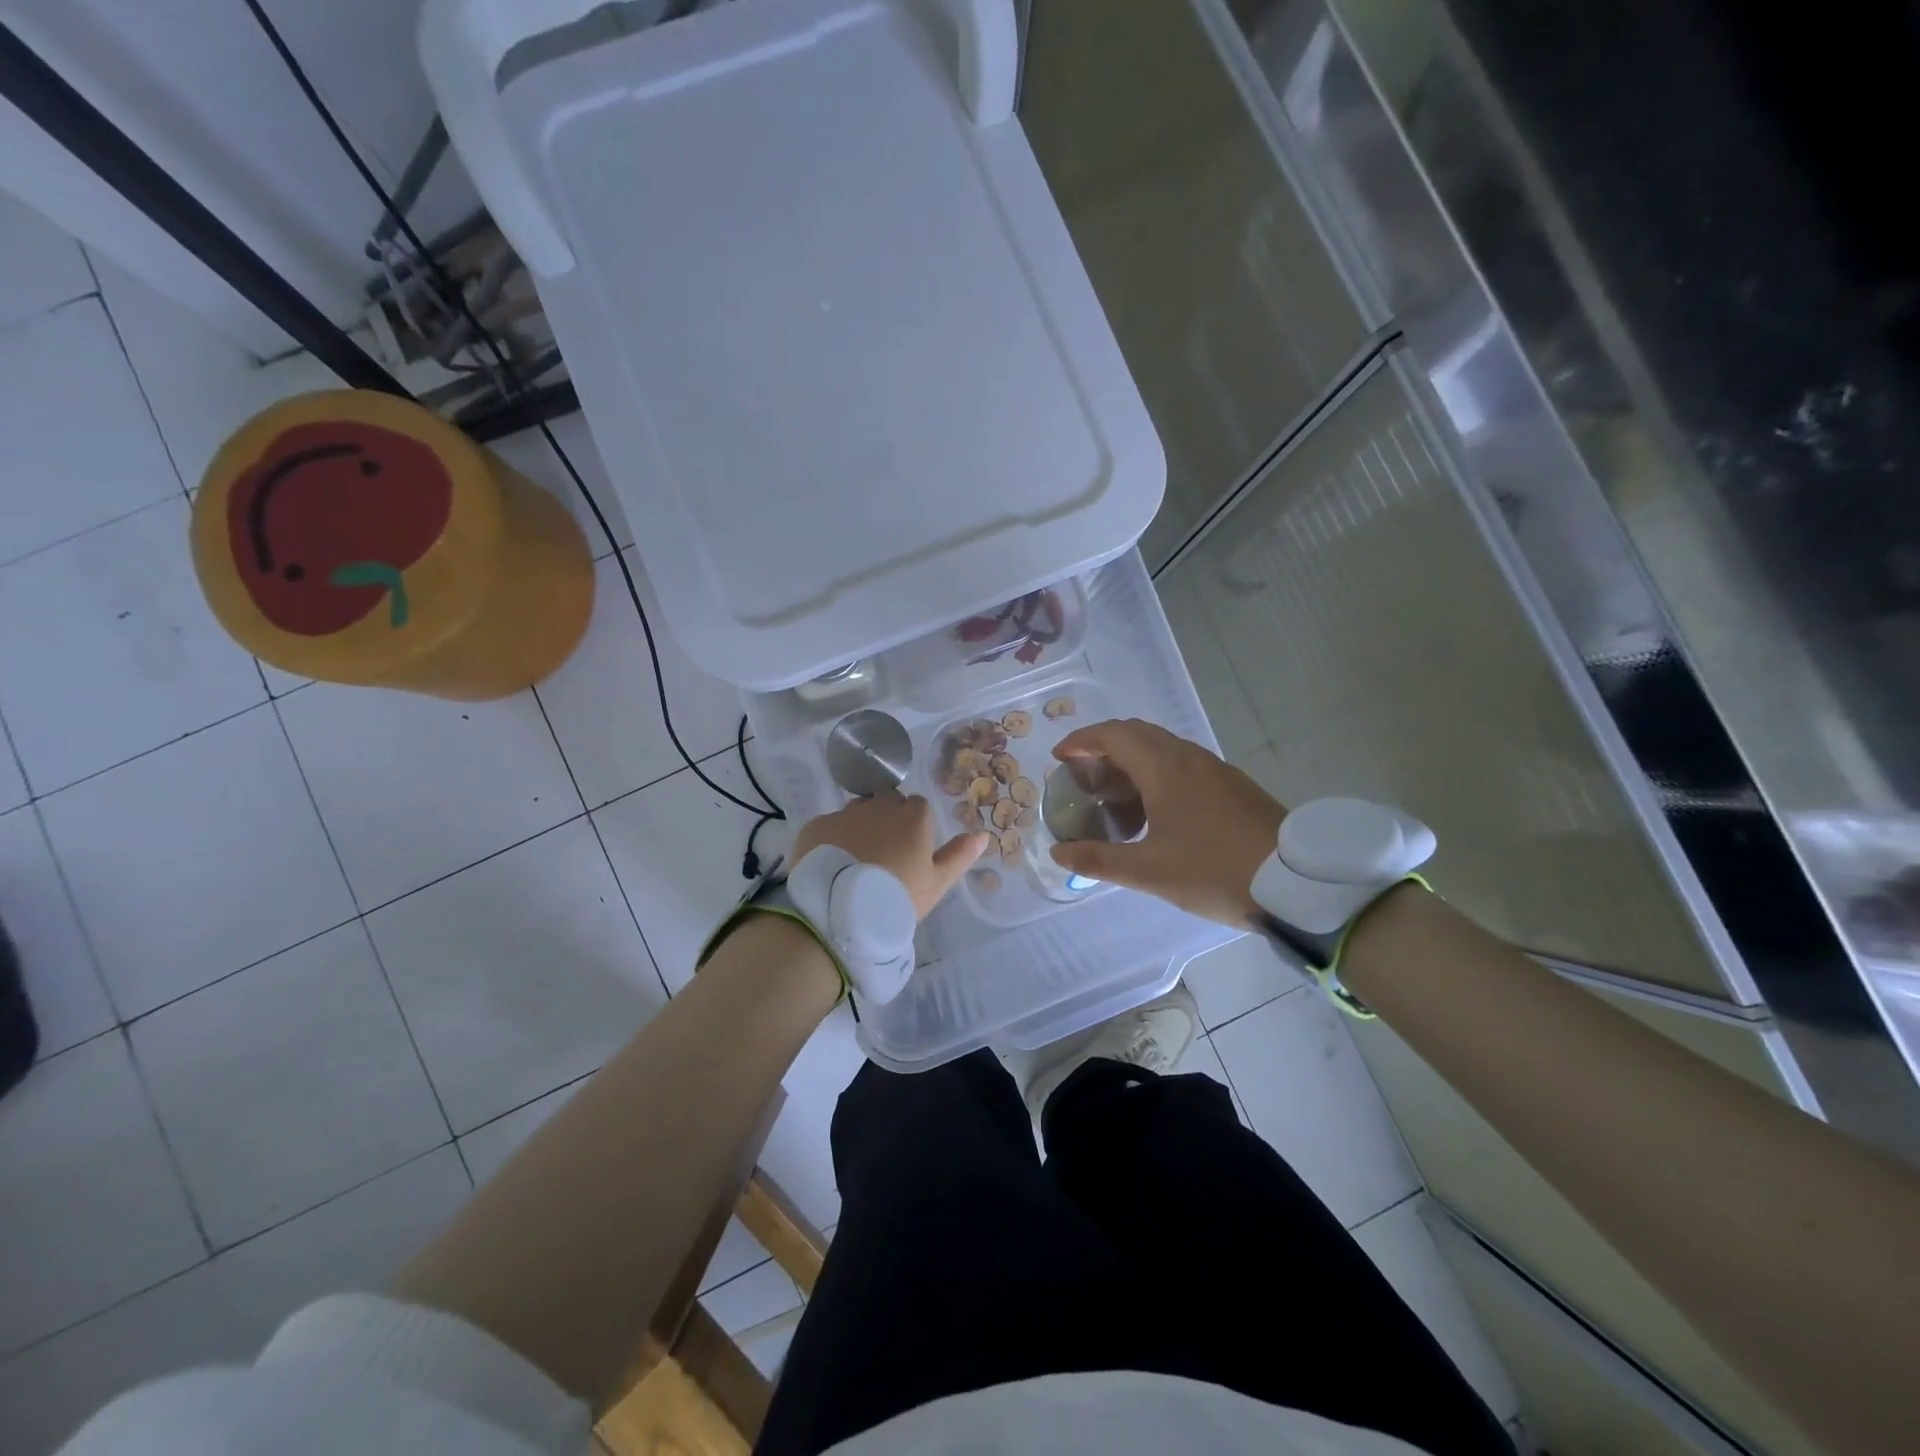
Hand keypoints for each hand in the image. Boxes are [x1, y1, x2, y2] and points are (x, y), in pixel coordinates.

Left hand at [792, 791, 988, 918]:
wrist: (840, 912)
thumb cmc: (897, 898)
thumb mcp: (937, 883)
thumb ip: (959, 856)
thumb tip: (983, 834)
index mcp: (913, 817)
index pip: (918, 806)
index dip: (915, 826)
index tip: (910, 850)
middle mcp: (879, 806)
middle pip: (886, 801)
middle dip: (887, 818)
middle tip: (884, 854)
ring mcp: (845, 814)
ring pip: (857, 811)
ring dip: (860, 826)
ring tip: (855, 860)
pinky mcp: (816, 826)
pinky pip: (829, 826)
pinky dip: (832, 840)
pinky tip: (831, 864)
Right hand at [1049, 719, 1284, 925]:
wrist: (1296, 882)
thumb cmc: (1214, 871)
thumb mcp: (1149, 872)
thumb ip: (1099, 860)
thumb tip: (1058, 852)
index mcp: (1164, 768)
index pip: (1113, 735)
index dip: (1081, 740)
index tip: (1059, 758)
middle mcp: (1188, 757)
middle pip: (1136, 733)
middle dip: (1104, 746)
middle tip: (1083, 775)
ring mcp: (1214, 768)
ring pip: (1162, 746)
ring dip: (1132, 758)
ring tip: (1114, 792)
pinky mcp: (1232, 784)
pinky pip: (1182, 762)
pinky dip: (1156, 770)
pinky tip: (1155, 807)